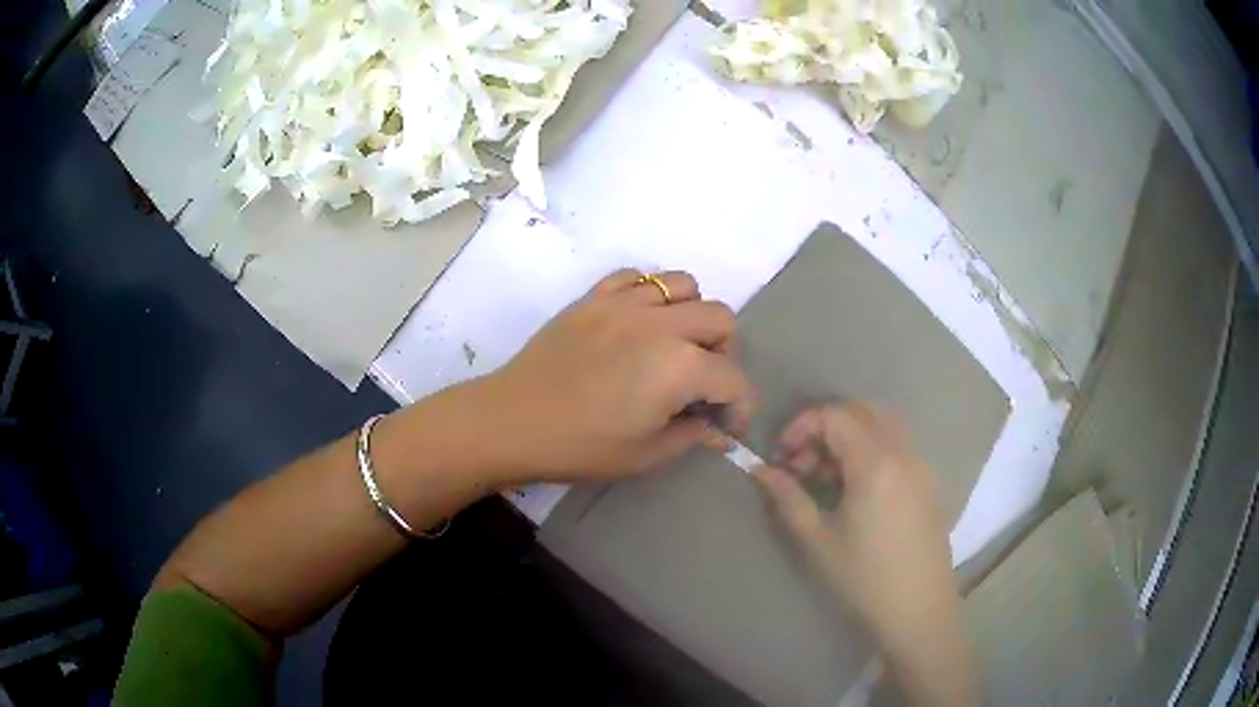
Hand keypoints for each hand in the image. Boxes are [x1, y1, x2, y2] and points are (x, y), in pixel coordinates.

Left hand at [483, 269, 753, 482]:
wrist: (512, 421)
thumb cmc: (581, 447)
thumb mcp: (645, 455)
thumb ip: (691, 436)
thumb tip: (718, 430)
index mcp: (679, 367)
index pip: (733, 378)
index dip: (739, 405)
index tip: (726, 424)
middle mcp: (661, 323)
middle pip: (720, 318)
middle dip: (724, 353)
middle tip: (704, 381)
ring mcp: (625, 302)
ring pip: (684, 285)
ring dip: (692, 313)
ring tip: (674, 342)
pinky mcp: (595, 295)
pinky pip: (637, 276)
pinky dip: (650, 294)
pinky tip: (639, 321)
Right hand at [752, 403, 978, 704]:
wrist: (918, 609)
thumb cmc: (863, 578)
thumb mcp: (817, 540)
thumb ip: (787, 498)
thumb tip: (760, 470)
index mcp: (876, 464)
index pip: (835, 416)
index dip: (802, 426)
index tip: (782, 456)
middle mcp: (904, 454)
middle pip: (862, 412)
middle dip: (826, 428)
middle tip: (803, 464)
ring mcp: (921, 467)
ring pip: (883, 427)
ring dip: (850, 438)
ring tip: (827, 478)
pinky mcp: (929, 484)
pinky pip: (898, 448)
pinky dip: (872, 451)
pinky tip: (858, 491)